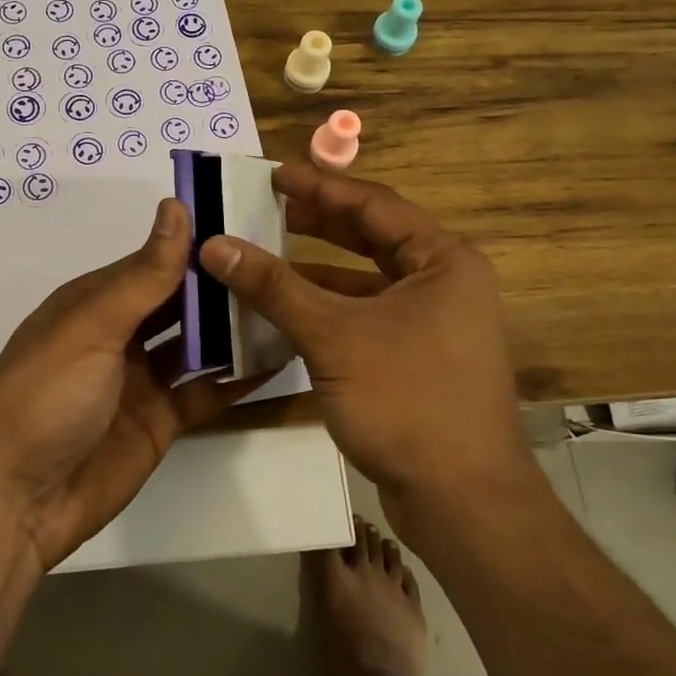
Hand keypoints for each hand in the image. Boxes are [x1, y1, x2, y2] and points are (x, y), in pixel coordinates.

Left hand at [0, 198, 249, 570]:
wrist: (15, 501)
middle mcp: (120, 335)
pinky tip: (279, 359)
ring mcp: (141, 380)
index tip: (252, 224)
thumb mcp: (93, 326)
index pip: (156, 262)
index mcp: (96, 302)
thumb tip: (176, 206)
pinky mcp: (160, 421)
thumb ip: (144, 275)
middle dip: (222, 286)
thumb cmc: (46, 395)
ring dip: (234, 329)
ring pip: (198, 344)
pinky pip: (205, 392)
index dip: (198, 245)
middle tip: (283, 265)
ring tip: (291, 306)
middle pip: (180, 302)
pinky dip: (238, 378)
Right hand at [199, 165, 529, 513]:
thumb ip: (274, 287)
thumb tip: (213, 244)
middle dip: (319, 223)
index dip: (320, 188)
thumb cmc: (406, 399)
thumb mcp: (333, 335)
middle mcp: (446, 284)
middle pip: (374, 238)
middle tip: (267, 208)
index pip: (374, 205)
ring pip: (368, 281)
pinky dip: (329, 309)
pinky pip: (367, 316)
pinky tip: (287, 311)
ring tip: (266, 254)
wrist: (462, 500)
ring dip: (318, 269)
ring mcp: (435, 325)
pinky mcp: (419, 359)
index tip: (273, 175)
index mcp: (443, 261)